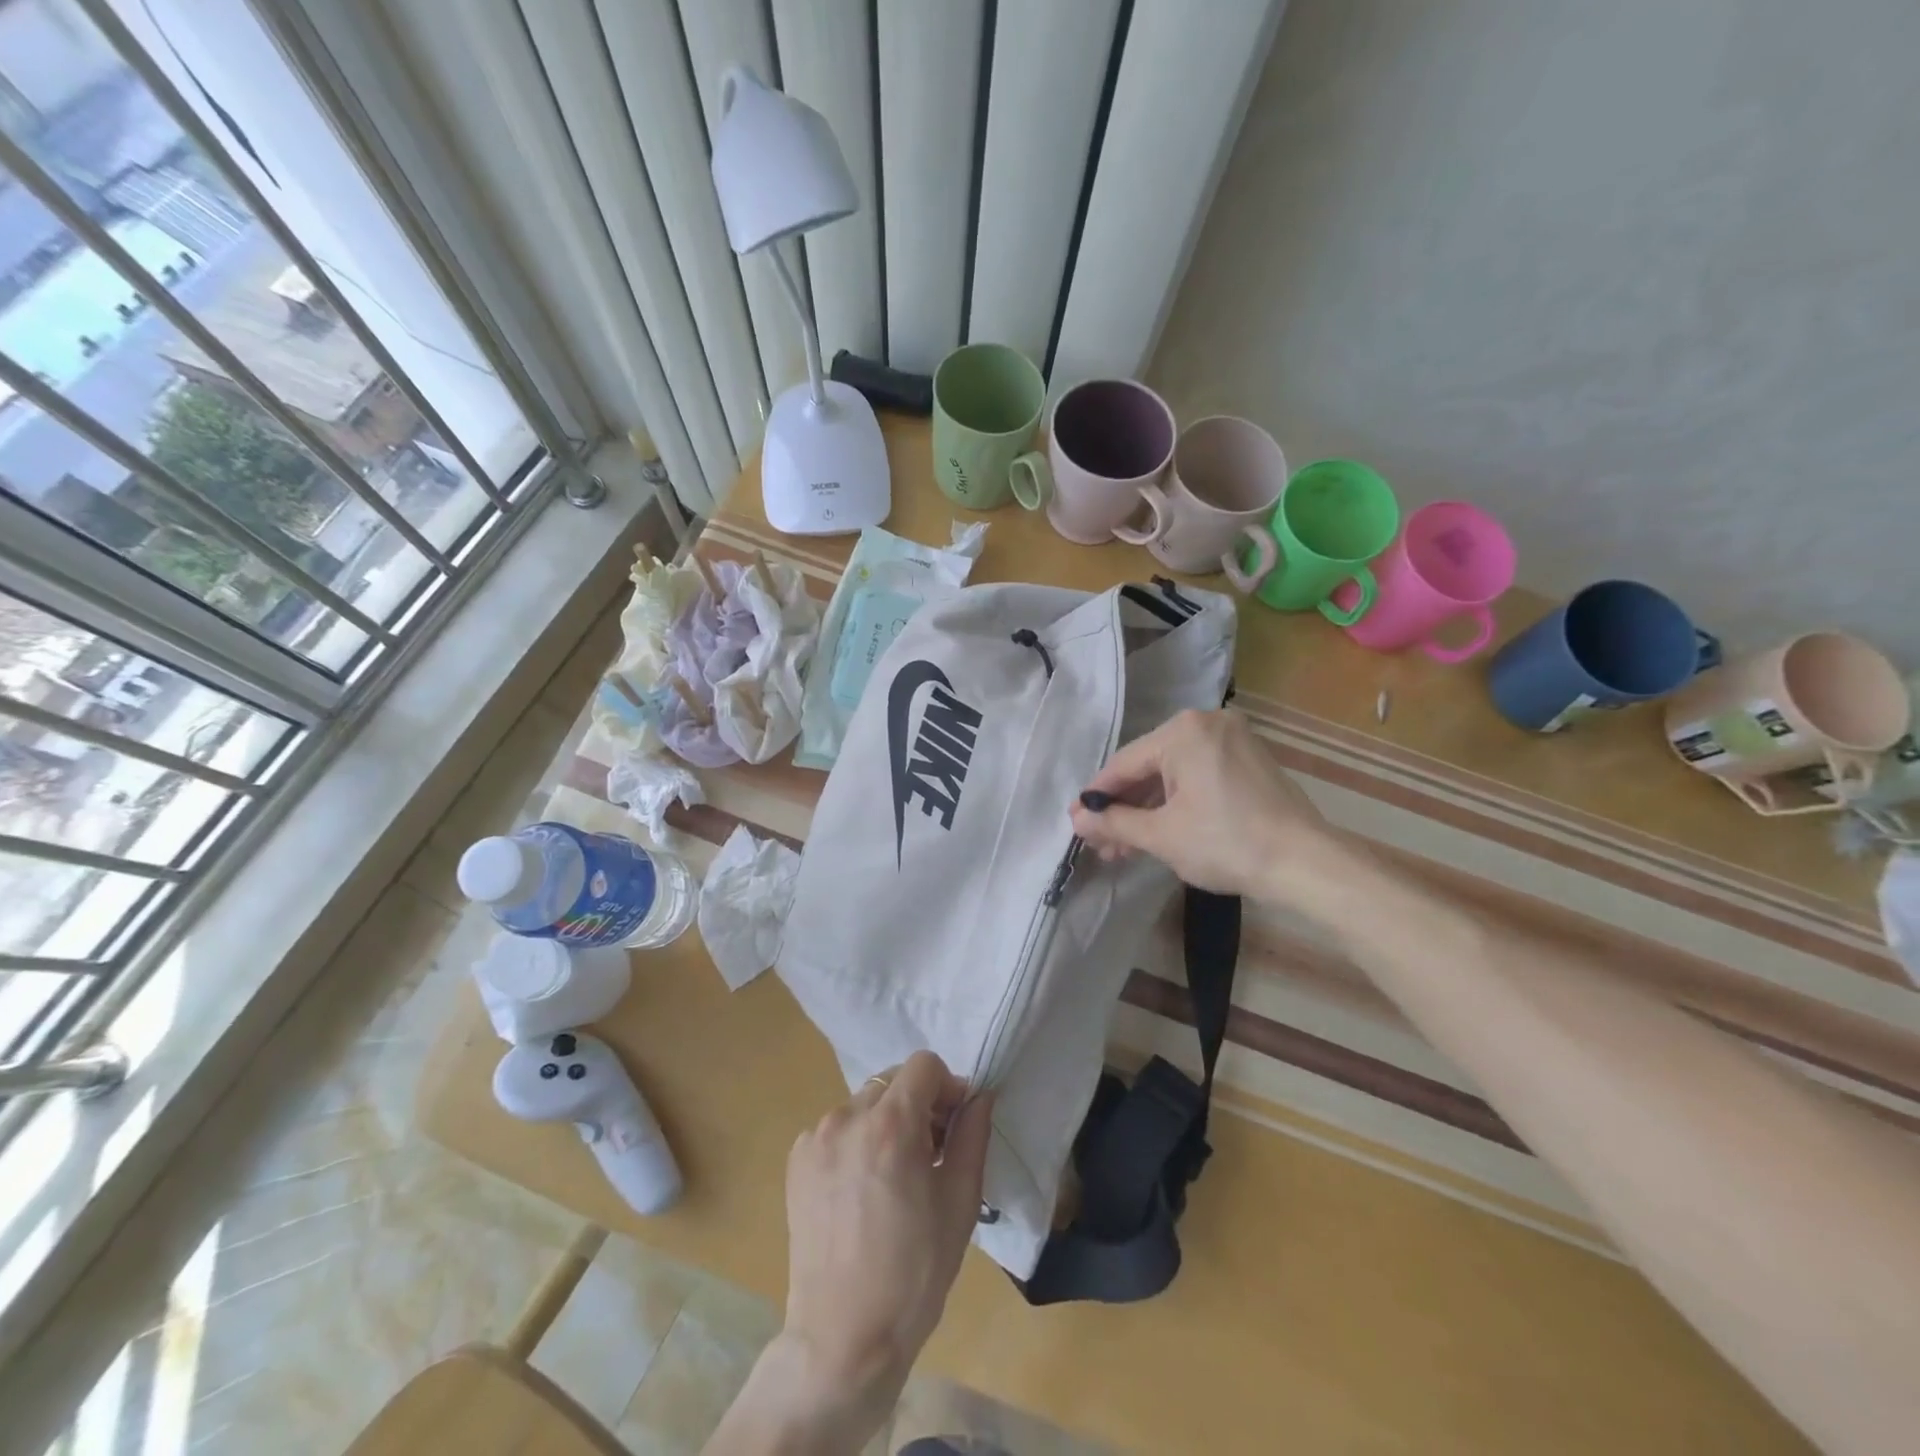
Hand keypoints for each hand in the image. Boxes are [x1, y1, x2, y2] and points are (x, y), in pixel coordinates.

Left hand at [776, 1052, 991, 1437]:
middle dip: (918, 1105)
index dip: (947, 1088)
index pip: (925, 1065)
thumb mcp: (959, 1203)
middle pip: (893, 1081)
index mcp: (891, 1125)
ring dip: (886, 1123)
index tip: (953, 1127)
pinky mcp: (797, 1159)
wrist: (842, 1339)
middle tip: (929, 1156)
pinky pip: (838, 1129)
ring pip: (865, 1104)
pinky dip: (857, 1142)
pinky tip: (861, 1190)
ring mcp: (816, 1137)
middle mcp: (848, 1117)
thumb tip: (979, 1096)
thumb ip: (972, 1136)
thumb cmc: (913, 1274)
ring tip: (893, 1178)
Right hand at [1068, 708, 1337, 900]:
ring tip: (1125, 848)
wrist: (1306, 865)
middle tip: (1101, 844)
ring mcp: (1233, 740)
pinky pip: (1198, 776)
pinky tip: (1159, 832)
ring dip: (1148, 811)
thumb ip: (1114, 822)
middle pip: (1149, 767)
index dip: (1097, 797)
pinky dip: (1177, 803)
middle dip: (1123, 809)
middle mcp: (1207, 723)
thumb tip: (1077, 818)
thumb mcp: (1161, 835)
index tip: (1076, 823)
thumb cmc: (1226, 843)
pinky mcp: (1249, 761)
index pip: (1124, 764)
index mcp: (1183, 731)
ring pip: (1173, 774)